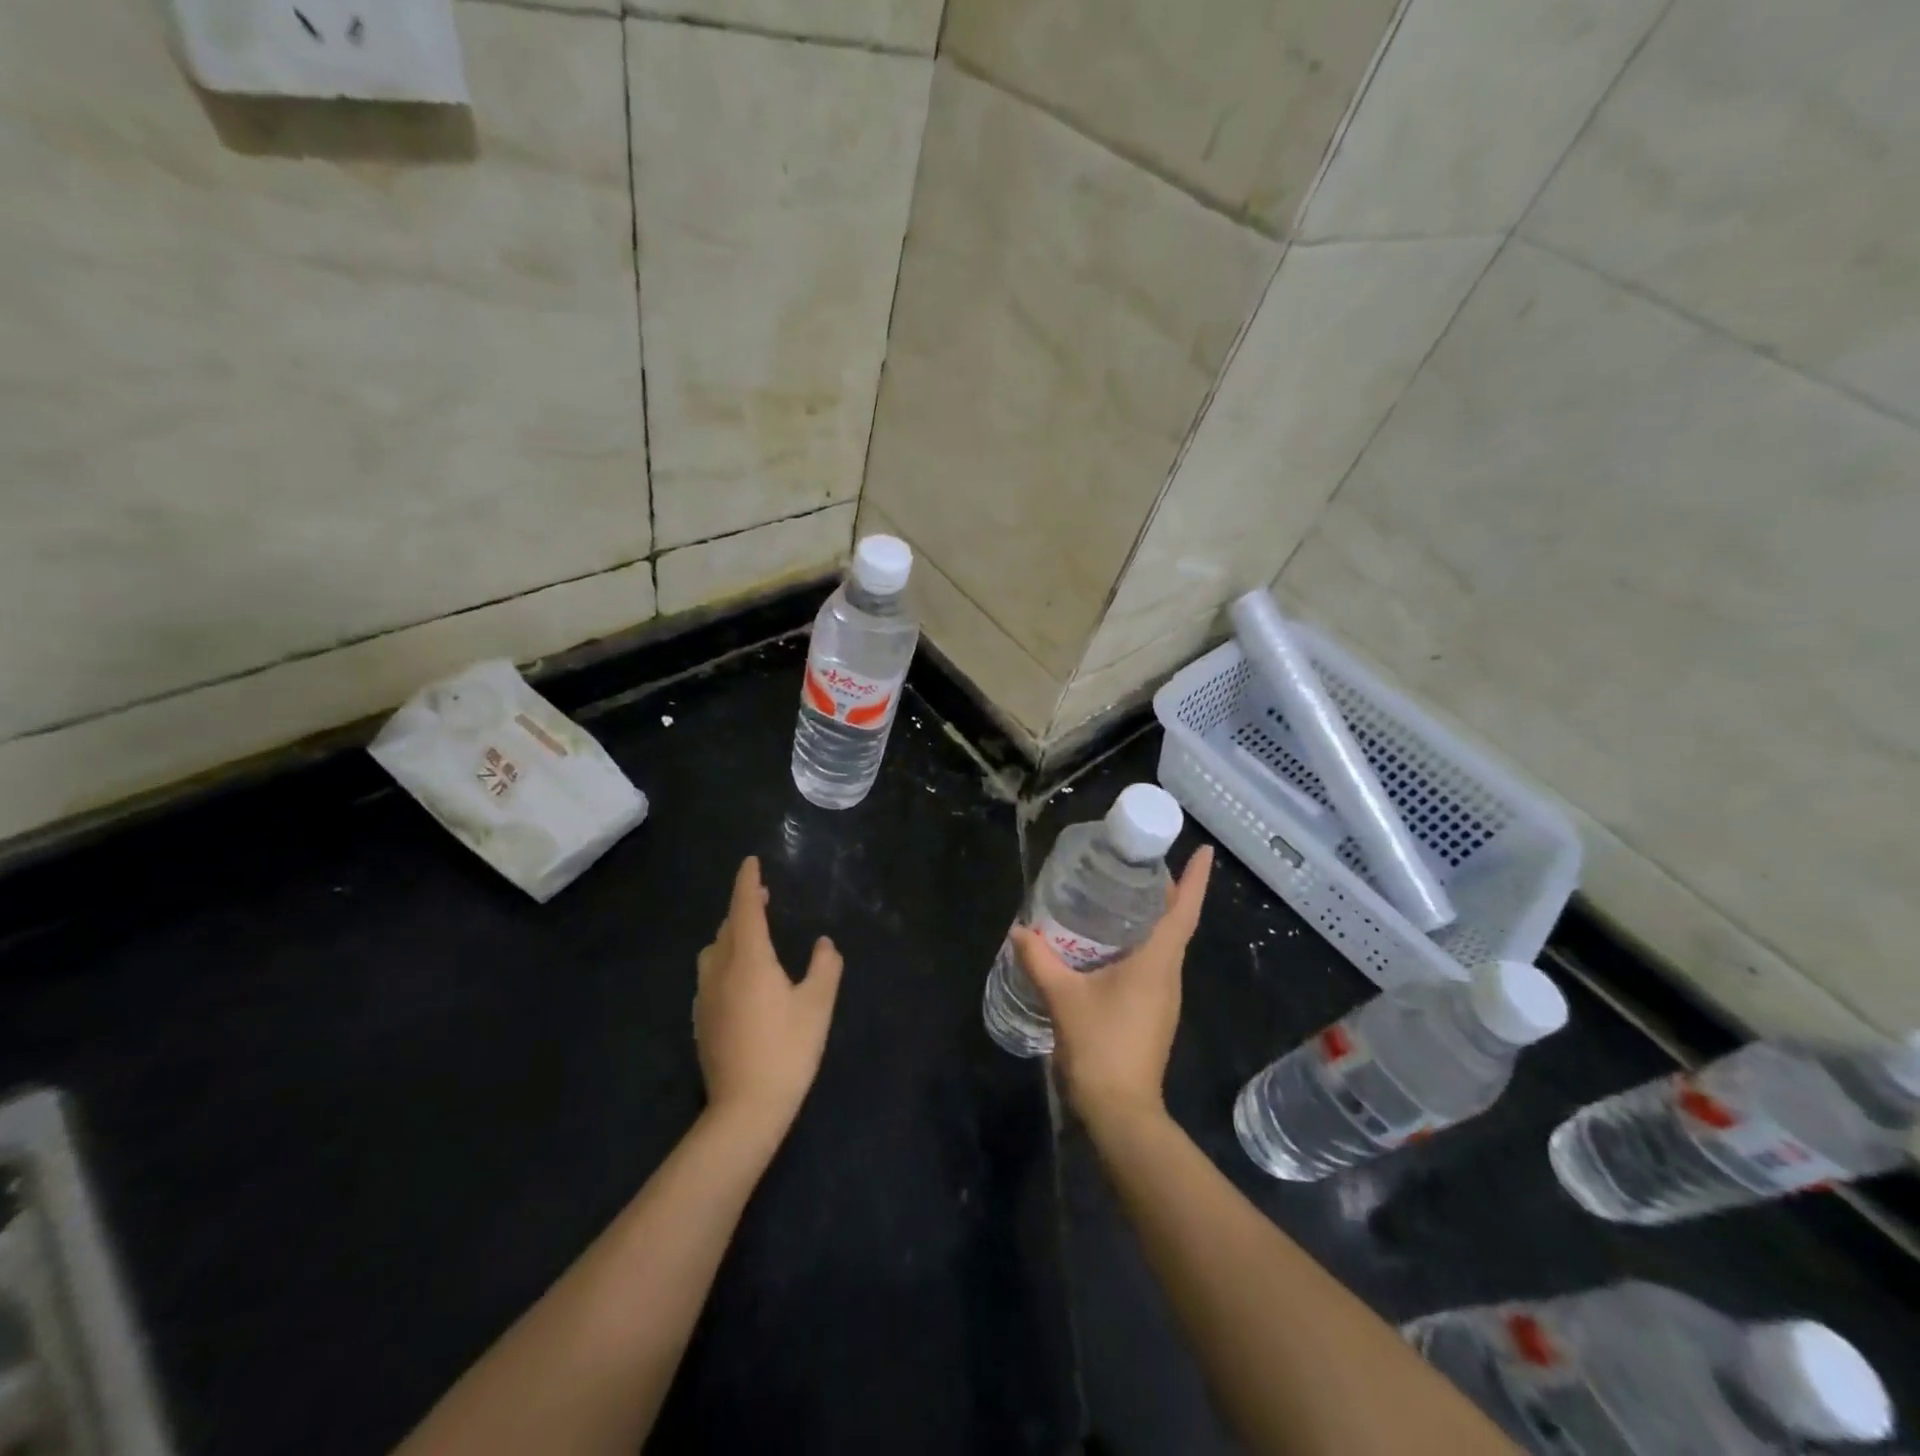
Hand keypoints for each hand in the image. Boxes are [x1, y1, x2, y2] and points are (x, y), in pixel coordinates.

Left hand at [694, 857, 842, 1146]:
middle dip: (743, 907)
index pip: (745, 908)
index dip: (748, 882)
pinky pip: (710, 974)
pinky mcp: (701, 1020)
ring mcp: (705, 997)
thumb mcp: (817, 1006)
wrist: (744, 1109)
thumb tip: (825, 944)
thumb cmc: (786, 1051)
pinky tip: (739, 978)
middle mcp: (720, 970)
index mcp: (749, 960)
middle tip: (762, 897)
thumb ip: (825, 968)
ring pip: (714, 950)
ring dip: (731, 934)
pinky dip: (724, 960)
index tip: (751, 862)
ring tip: (751, 934)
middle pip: (727, 927)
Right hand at [1012, 846, 1212, 1129]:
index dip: (1195, 879)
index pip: (1183, 911)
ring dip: (1149, 917)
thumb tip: (1018, 930)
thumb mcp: (1063, 997)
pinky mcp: (1153, 1013)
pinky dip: (1137, 943)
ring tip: (1119, 894)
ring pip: (1163, 944)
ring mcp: (1163, 997)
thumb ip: (1039, 960)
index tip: (1204, 850)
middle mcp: (1168, 975)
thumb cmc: (1100, 1046)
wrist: (1121, 1111)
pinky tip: (1108, 943)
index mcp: (1157, 963)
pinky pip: (1151, 965)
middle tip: (1137, 862)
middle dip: (1164, 890)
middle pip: (1174, 922)